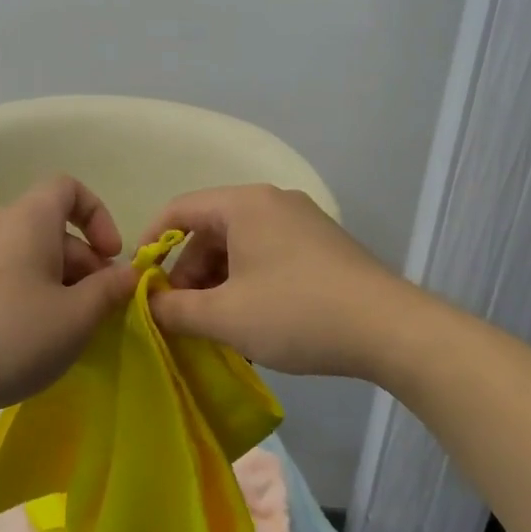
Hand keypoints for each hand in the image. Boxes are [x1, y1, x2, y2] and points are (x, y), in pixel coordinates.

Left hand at [0, 176, 138, 421]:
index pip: (68, 187)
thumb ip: (110, 290)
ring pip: (30, 253)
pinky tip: (30, 337)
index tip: (110, 256)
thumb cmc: (8, 337)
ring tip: (67, 330)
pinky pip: (6, 272)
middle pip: (52, 227)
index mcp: (28, 219)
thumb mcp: (75, 318)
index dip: (98, 214)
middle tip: (96, 311)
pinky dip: (29, 292)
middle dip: (84, 263)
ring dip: (59, 283)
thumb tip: (128, 273)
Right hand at [141, 184, 409, 379]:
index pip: (179, 210)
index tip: (139, 282)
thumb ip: (174, 309)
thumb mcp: (225, 317)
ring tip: (216, 326)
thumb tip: (146, 303)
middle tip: (182, 315)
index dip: (150, 244)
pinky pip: (267, 255)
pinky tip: (252, 322)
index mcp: (245, 204)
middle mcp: (272, 201)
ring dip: (218, 283)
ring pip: (239, 246)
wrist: (391, 330)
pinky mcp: (322, 245)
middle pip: (210, 229)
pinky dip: (248, 283)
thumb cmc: (297, 313)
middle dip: (188, 272)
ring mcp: (302, 222)